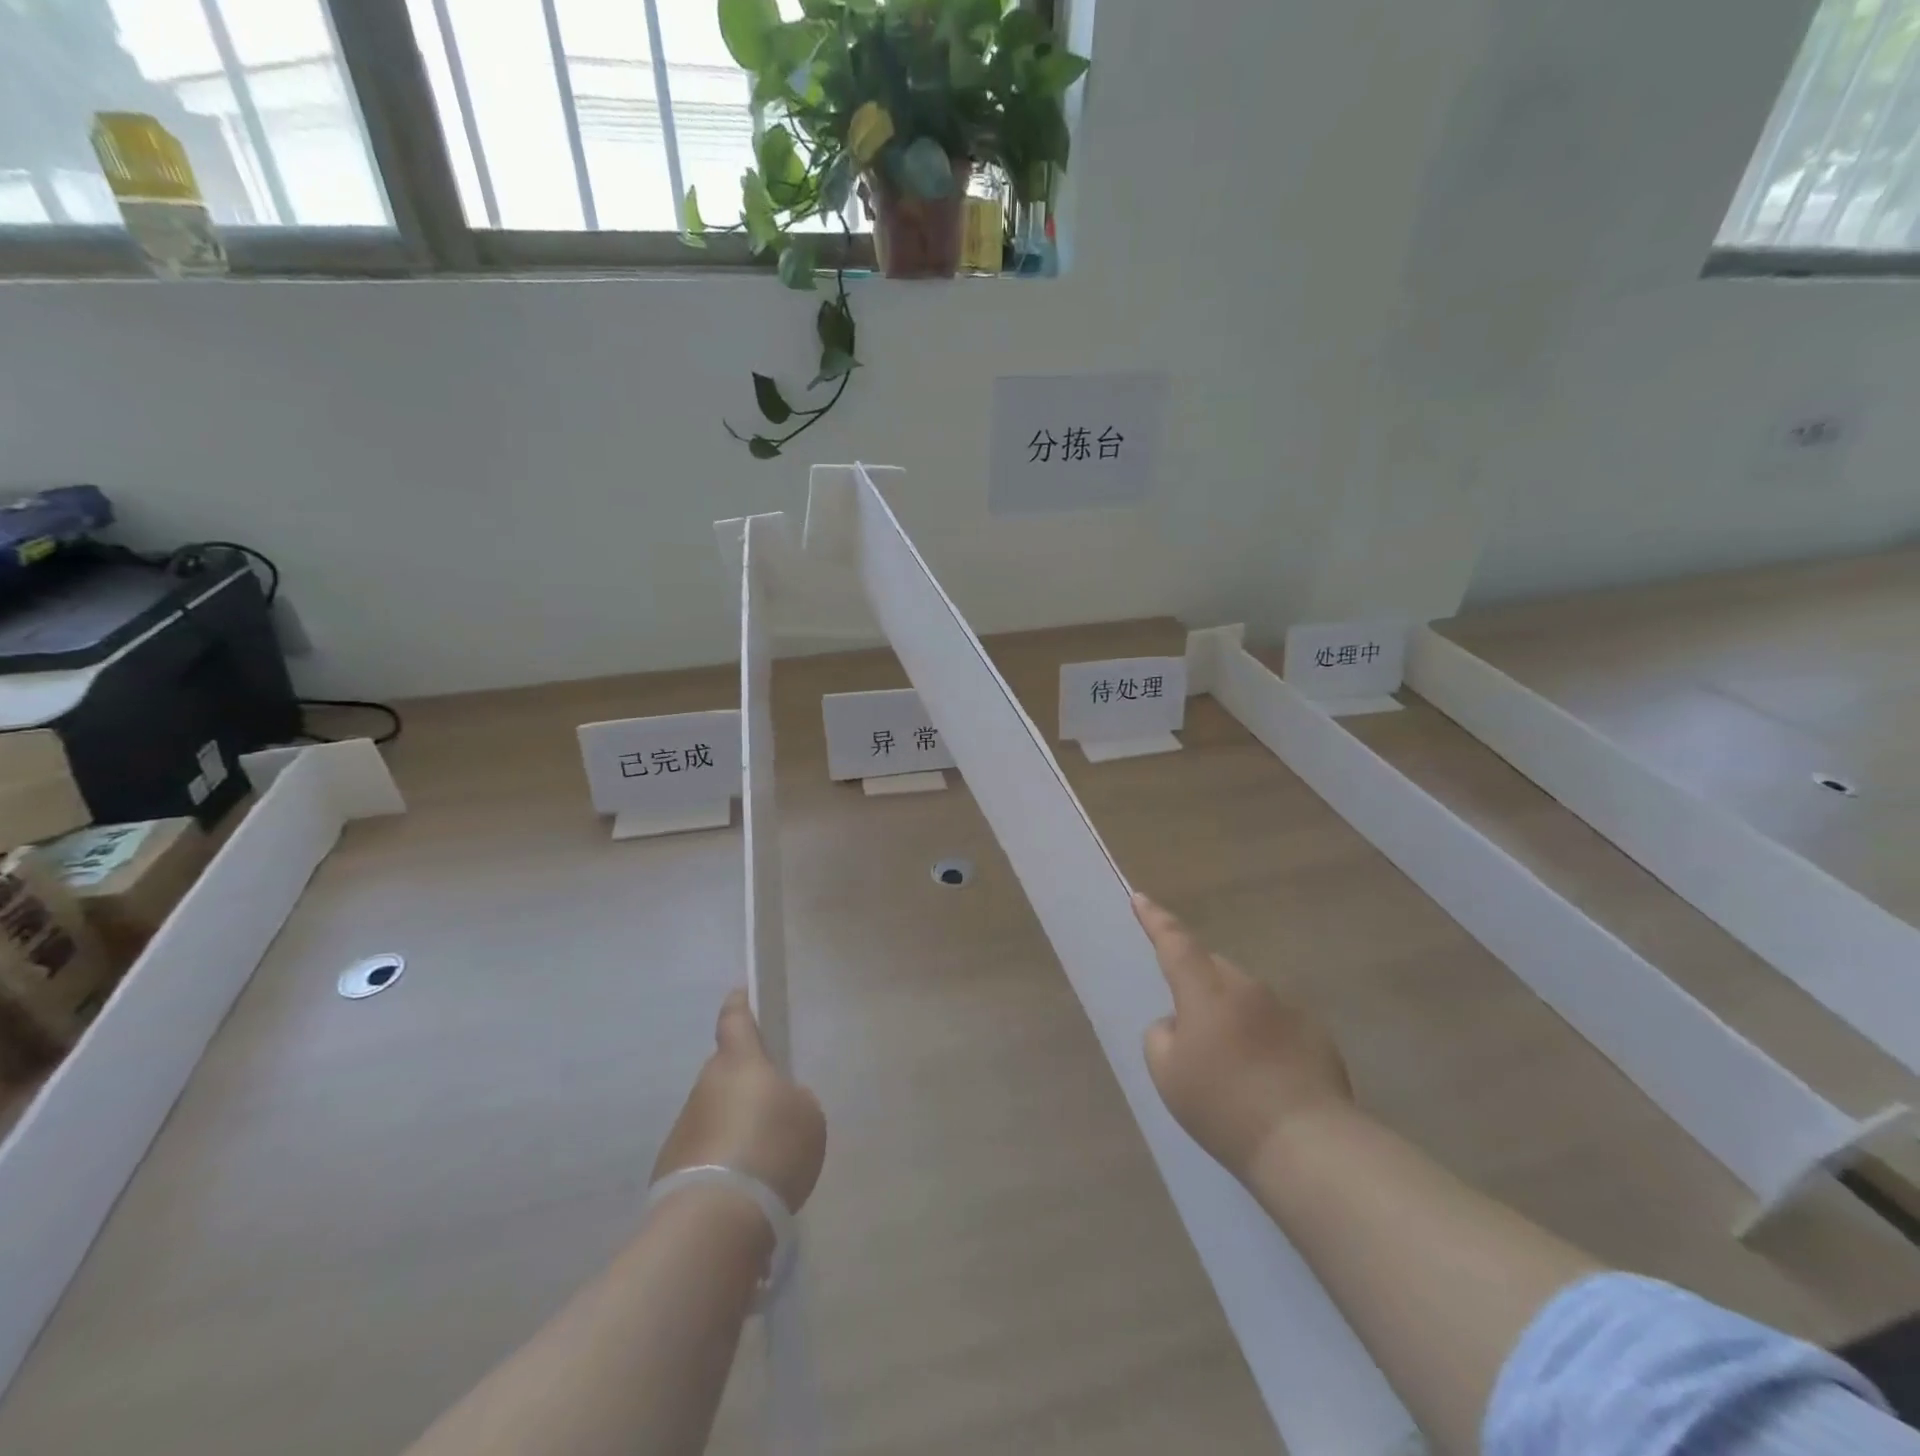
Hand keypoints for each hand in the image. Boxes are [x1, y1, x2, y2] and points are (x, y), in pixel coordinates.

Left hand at [652, 990, 826, 1214]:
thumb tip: (776, 1106)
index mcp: (740, 1062)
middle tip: (771, 1108)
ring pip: (714, 1115)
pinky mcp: (670, 1168)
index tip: (739, 993)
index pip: (735, 1021)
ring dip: (732, 1127)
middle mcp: (705, 1086)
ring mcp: (683, 1127)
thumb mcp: (807, 1116)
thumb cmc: (771, 1148)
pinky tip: (741, 1189)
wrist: (715, 1218)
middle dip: (744, 1084)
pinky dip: (720, 1163)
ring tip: (760, 1160)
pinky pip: (704, 1153)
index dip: (739, 1005)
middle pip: (726, 1074)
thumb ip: (794, 1101)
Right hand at [1133, 893, 1352, 1179]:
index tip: (1140, 898)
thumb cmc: (1224, 1107)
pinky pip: (1277, 1023)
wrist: (1307, 1145)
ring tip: (1233, 1065)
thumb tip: (1179, 1023)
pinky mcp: (1316, 1034)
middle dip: (1198, 984)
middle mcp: (1247, 987)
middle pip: (1213, 969)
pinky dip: (1264, 1038)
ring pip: (1246, 997)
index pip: (1174, 942)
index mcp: (1205, 991)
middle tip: (1191, 1025)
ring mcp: (1286, 1009)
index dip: (1155, 920)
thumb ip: (1161, 1035)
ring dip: (1233, 1015)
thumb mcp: (1166, 1073)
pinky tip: (1267, 1079)